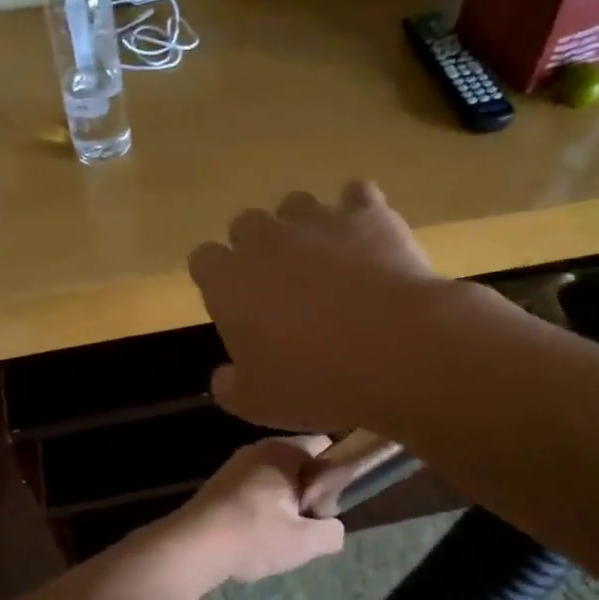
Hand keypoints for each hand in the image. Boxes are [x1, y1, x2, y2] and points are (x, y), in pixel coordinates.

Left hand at [166, 438, 345, 583]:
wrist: (191, 548)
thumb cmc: (253, 536)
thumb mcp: (305, 541)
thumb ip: (332, 531)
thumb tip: (332, 527)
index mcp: (283, 450)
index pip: (326, 448)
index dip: (335, 478)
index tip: (327, 508)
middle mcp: (258, 449)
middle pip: (299, 465)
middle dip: (308, 493)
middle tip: (304, 526)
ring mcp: (234, 465)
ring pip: (276, 479)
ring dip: (283, 504)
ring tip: (279, 536)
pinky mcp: (219, 485)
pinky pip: (254, 489)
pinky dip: (260, 508)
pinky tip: (254, 536)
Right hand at [187, 182, 447, 432]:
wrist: (394, 350)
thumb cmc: (314, 381)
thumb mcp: (258, 404)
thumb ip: (230, 387)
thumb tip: (223, 376)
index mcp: (228, 281)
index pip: (204, 261)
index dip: (218, 280)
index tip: (235, 305)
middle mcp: (265, 238)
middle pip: (246, 225)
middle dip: (258, 249)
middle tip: (282, 287)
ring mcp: (316, 219)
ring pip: (296, 205)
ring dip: (304, 228)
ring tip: (327, 262)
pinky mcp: (366, 213)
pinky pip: (355, 195)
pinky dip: (358, 212)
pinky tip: (368, 238)